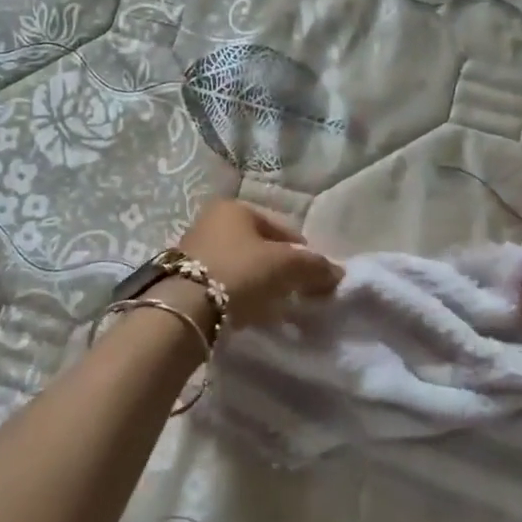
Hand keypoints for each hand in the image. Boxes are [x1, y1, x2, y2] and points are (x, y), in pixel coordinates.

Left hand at [177, 199, 341, 327]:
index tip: (313, 276)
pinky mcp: (183, 278)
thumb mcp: (284, 267)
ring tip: (273, 307)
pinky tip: (247, 313)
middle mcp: (212, 220)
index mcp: (235, 208)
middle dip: (278, 268)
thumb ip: (314, 267)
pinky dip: (238, 295)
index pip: (280, 227)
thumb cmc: (239, 272)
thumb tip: (337, 273)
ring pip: (240, 265)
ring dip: (258, 283)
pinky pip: (223, 283)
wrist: (185, 307)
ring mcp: (194, 248)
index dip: (301, 251)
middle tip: (294, 293)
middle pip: (258, 246)